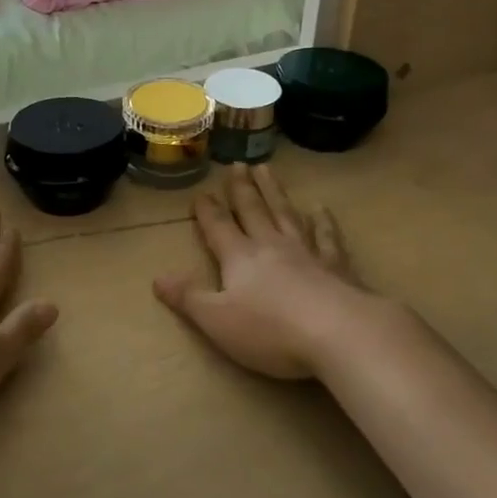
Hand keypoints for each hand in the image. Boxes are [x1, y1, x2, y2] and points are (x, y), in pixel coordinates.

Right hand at [153, 165, 366, 380]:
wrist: (339, 333)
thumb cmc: (271, 330)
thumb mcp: (217, 320)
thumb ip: (188, 298)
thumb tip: (157, 278)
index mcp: (240, 258)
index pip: (218, 227)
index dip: (207, 210)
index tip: (201, 192)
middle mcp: (271, 246)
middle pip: (253, 210)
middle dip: (242, 189)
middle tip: (237, 164)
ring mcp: (307, 253)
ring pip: (286, 214)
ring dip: (274, 192)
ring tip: (267, 169)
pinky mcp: (338, 267)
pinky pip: (328, 237)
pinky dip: (324, 222)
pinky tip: (321, 209)